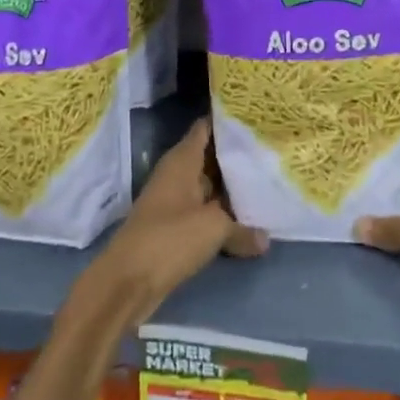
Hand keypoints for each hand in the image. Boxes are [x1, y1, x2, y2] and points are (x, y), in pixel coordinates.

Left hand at [83, 118, 267, 328]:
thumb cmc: (170, 238)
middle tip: (271, 151)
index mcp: (182, 160)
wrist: (128, 281)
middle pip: (211, 157)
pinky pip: (205, 212)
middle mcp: (177, 174)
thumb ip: (242, 228)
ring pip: (209, 187)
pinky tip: (249, 219)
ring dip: (232, 188)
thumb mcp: (213, 227)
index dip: (229, 121)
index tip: (257, 118)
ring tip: (267, 181)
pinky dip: (223, 214)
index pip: (206, 128)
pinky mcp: (174, 227)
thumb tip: (266, 238)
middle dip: (237, 156)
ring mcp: (174, 201)